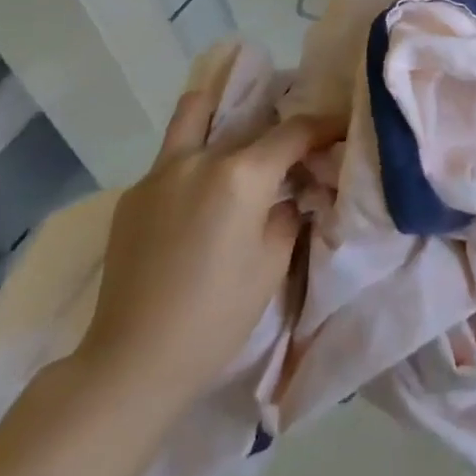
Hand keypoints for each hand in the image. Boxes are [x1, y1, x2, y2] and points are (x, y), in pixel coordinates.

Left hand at [70, 48, 340, 418]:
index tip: (342, 127)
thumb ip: (288, 211)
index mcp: (241, 174)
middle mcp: (200, 158)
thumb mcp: (273, 261)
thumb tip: (292, 191)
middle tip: (294, 146)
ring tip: (240, 137)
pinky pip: (173, 158)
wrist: (133, 360)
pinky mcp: (133, 194)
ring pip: (196, 115)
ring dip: (223, 115)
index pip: (295, 131)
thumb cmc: (217, 314)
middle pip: (250, 120)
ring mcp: (159, 172)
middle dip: (278, 126)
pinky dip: (196, 160)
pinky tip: (202, 195)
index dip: (326, 125)